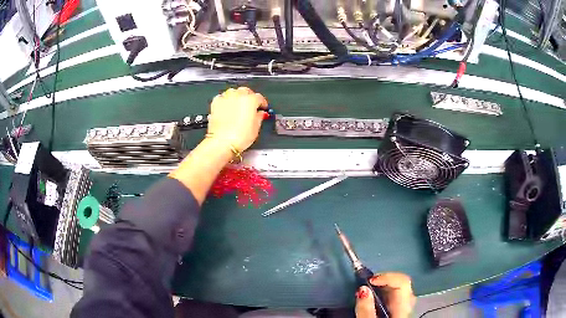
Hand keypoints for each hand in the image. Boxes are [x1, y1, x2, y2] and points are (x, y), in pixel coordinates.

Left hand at [207, 87, 267, 151]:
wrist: (222, 142)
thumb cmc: (240, 136)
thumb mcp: (256, 128)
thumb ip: (259, 117)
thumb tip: (260, 114)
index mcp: (250, 100)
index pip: (259, 97)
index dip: (262, 103)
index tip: (263, 107)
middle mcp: (238, 95)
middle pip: (245, 91)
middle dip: (249, 96)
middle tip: (251, 105)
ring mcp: (225, 98)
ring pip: (233, 91)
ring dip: (237, 96)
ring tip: (238, 104)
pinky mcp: (215, 103)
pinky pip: (222, 97)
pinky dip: (225, 99)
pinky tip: (226, 106)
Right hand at [355, 273, 415, 317]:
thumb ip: (366, 308)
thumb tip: (362, 288)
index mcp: (404, 307)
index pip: (403, 281)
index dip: (387, 276)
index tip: (369, 279)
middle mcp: (409, 304)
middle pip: (401, 283)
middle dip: (384, 280)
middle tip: (367, 283)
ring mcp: (407, 308)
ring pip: (399, 289)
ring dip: (384, 286)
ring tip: (368, 290)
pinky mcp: (401, 311)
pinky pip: (397, 296)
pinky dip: (385, 293)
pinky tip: (375, 299)